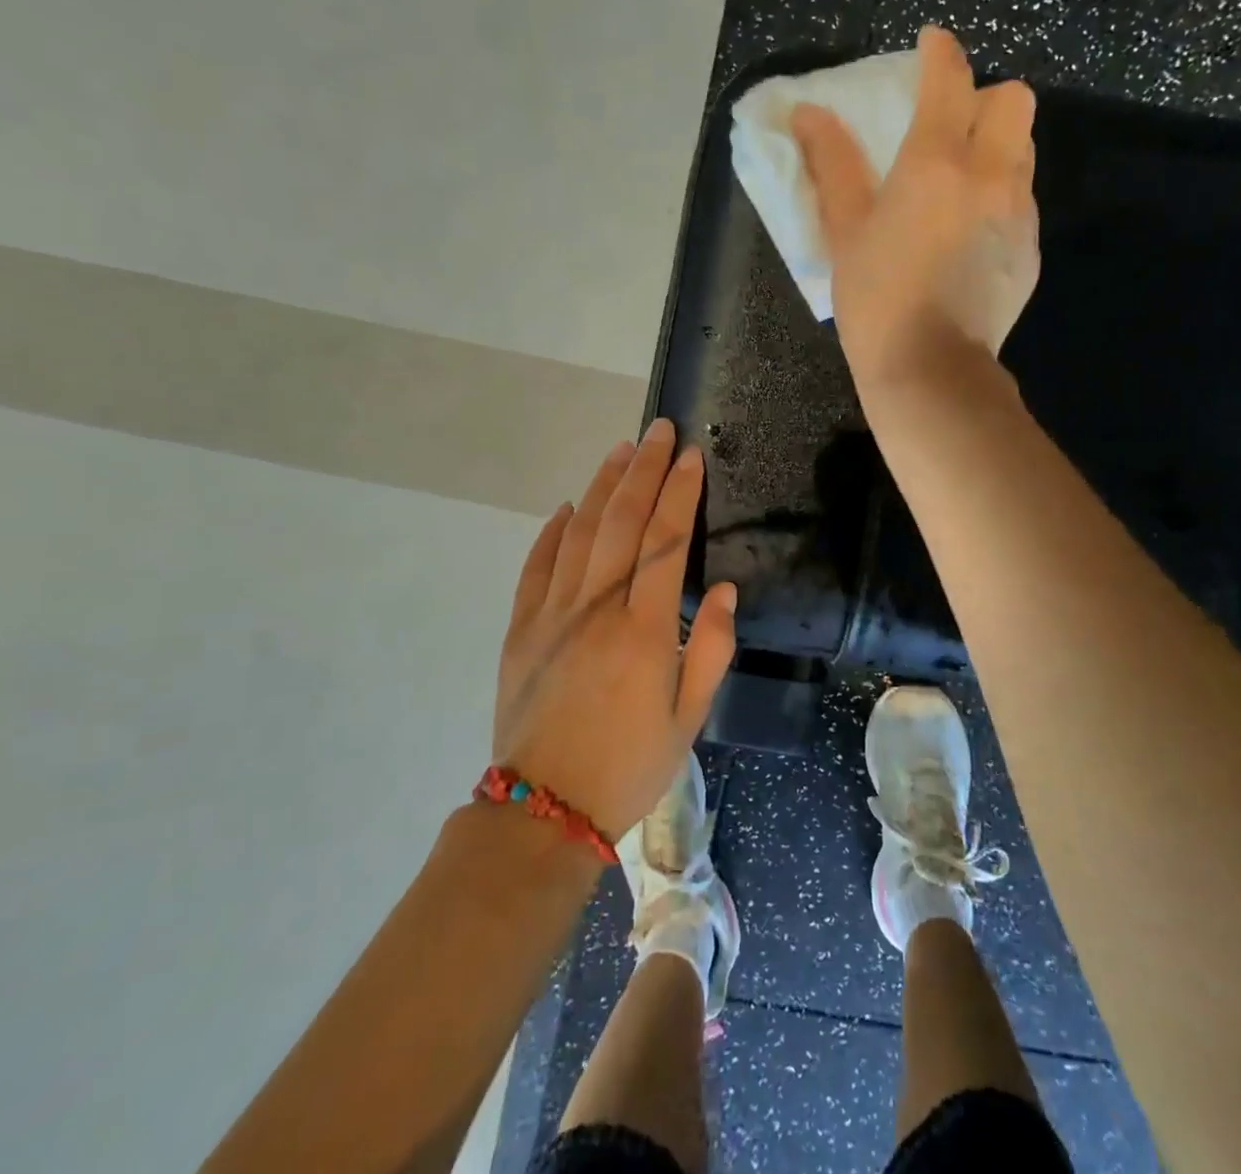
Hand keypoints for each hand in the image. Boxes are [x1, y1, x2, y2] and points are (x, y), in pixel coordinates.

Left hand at [492, 419, 737, 841]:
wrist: (544, 811)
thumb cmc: (629, 765)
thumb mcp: (688, 718)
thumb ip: (709, 648)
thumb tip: (720, 588)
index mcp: (643, 630)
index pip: (665, 541)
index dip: (680, 493)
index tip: (692, 456)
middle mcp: (595, 609)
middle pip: (621, 522)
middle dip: (644, 470)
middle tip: (659, 431)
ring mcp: (551, 615)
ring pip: (578, 533)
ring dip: (602, 487)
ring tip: (622, 451)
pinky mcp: (520, 628)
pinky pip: (535, 567)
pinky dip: (552, 532)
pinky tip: (567, 508)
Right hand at [791, 25, 1039, 385]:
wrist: (931, 370)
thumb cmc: (876, 299)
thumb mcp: (845, 231)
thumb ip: (832, 166)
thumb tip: (808, 114)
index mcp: (936, 162)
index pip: (950, 77)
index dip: (939, 52)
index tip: (929, 48)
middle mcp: (990, 174)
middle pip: (1013, 100)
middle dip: (984, 99)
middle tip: (950, 129)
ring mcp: (1018, 213)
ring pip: (1023, 150)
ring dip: (997, 147)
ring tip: (960, 184)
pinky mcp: (1030, 250)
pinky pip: (1022, 200)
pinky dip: (1001, 197)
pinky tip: (970, 235)